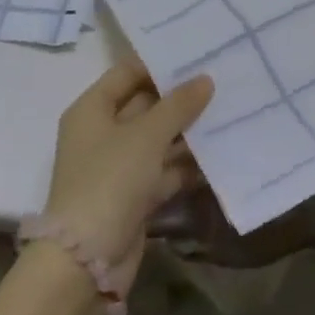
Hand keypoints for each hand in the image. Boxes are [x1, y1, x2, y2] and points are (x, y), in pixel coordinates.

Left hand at [41, 60, 213, 292]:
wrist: (86, 260)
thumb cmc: (110, 181)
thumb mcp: (146, 136)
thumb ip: (178, 106)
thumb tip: (205, 79)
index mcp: (92, 109)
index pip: (128, 72)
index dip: (160, 63)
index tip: (197, 54)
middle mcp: (102, 133)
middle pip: (145, 105)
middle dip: (181, 98)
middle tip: (222, 80)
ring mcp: (118, 166)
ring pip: (158, 139)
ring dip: (188, 132)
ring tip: (229, 112)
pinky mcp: (134, 195)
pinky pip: (164, 170)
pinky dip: (186, 165)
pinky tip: (219, 155)